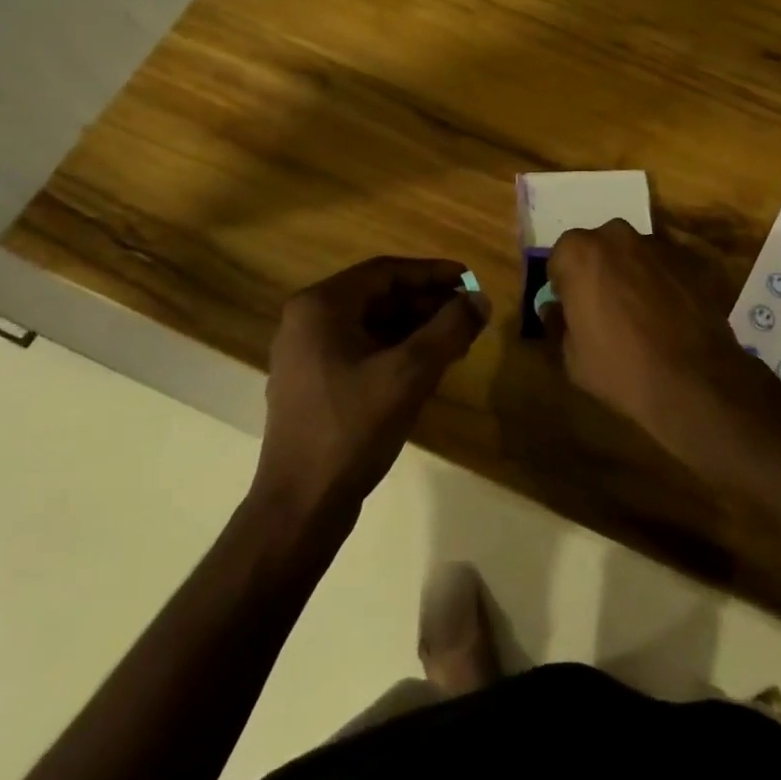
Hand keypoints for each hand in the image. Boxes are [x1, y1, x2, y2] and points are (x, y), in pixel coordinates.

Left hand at [257, 257, 489, 512]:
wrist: (300, 507)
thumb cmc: (353, 429)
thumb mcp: (410, 373)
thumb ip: (449, 329)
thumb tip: (480, 299)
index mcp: (321, 306)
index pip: (386, 272)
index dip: (432, 273)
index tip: (470, 280)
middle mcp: (308, 321)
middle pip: (379, 296)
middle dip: (427, 303)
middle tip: (469, 313)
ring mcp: (307, 354)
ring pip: (373, 324)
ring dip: (416, 327)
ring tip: (458, 339)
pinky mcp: (314, 382)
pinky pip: (362, 349)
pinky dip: (397, 350)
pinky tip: (429, 365)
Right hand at [544, 220, 766, 460]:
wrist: (694, 379)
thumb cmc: (620, 367)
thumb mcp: (571, 357)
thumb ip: (557, 323)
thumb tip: (554, 309)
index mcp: (580, 252)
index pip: (560, 259)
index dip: (563, 285)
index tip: (570, 309)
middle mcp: (617, 236)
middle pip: (598, 249)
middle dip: (597, 272)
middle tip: (603, 308)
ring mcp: (658, 244)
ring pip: (633, 254)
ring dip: (630, 274)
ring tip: (639, 314)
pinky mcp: (690, 259)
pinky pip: (664, 267)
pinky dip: (661, 282)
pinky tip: (667, 315)